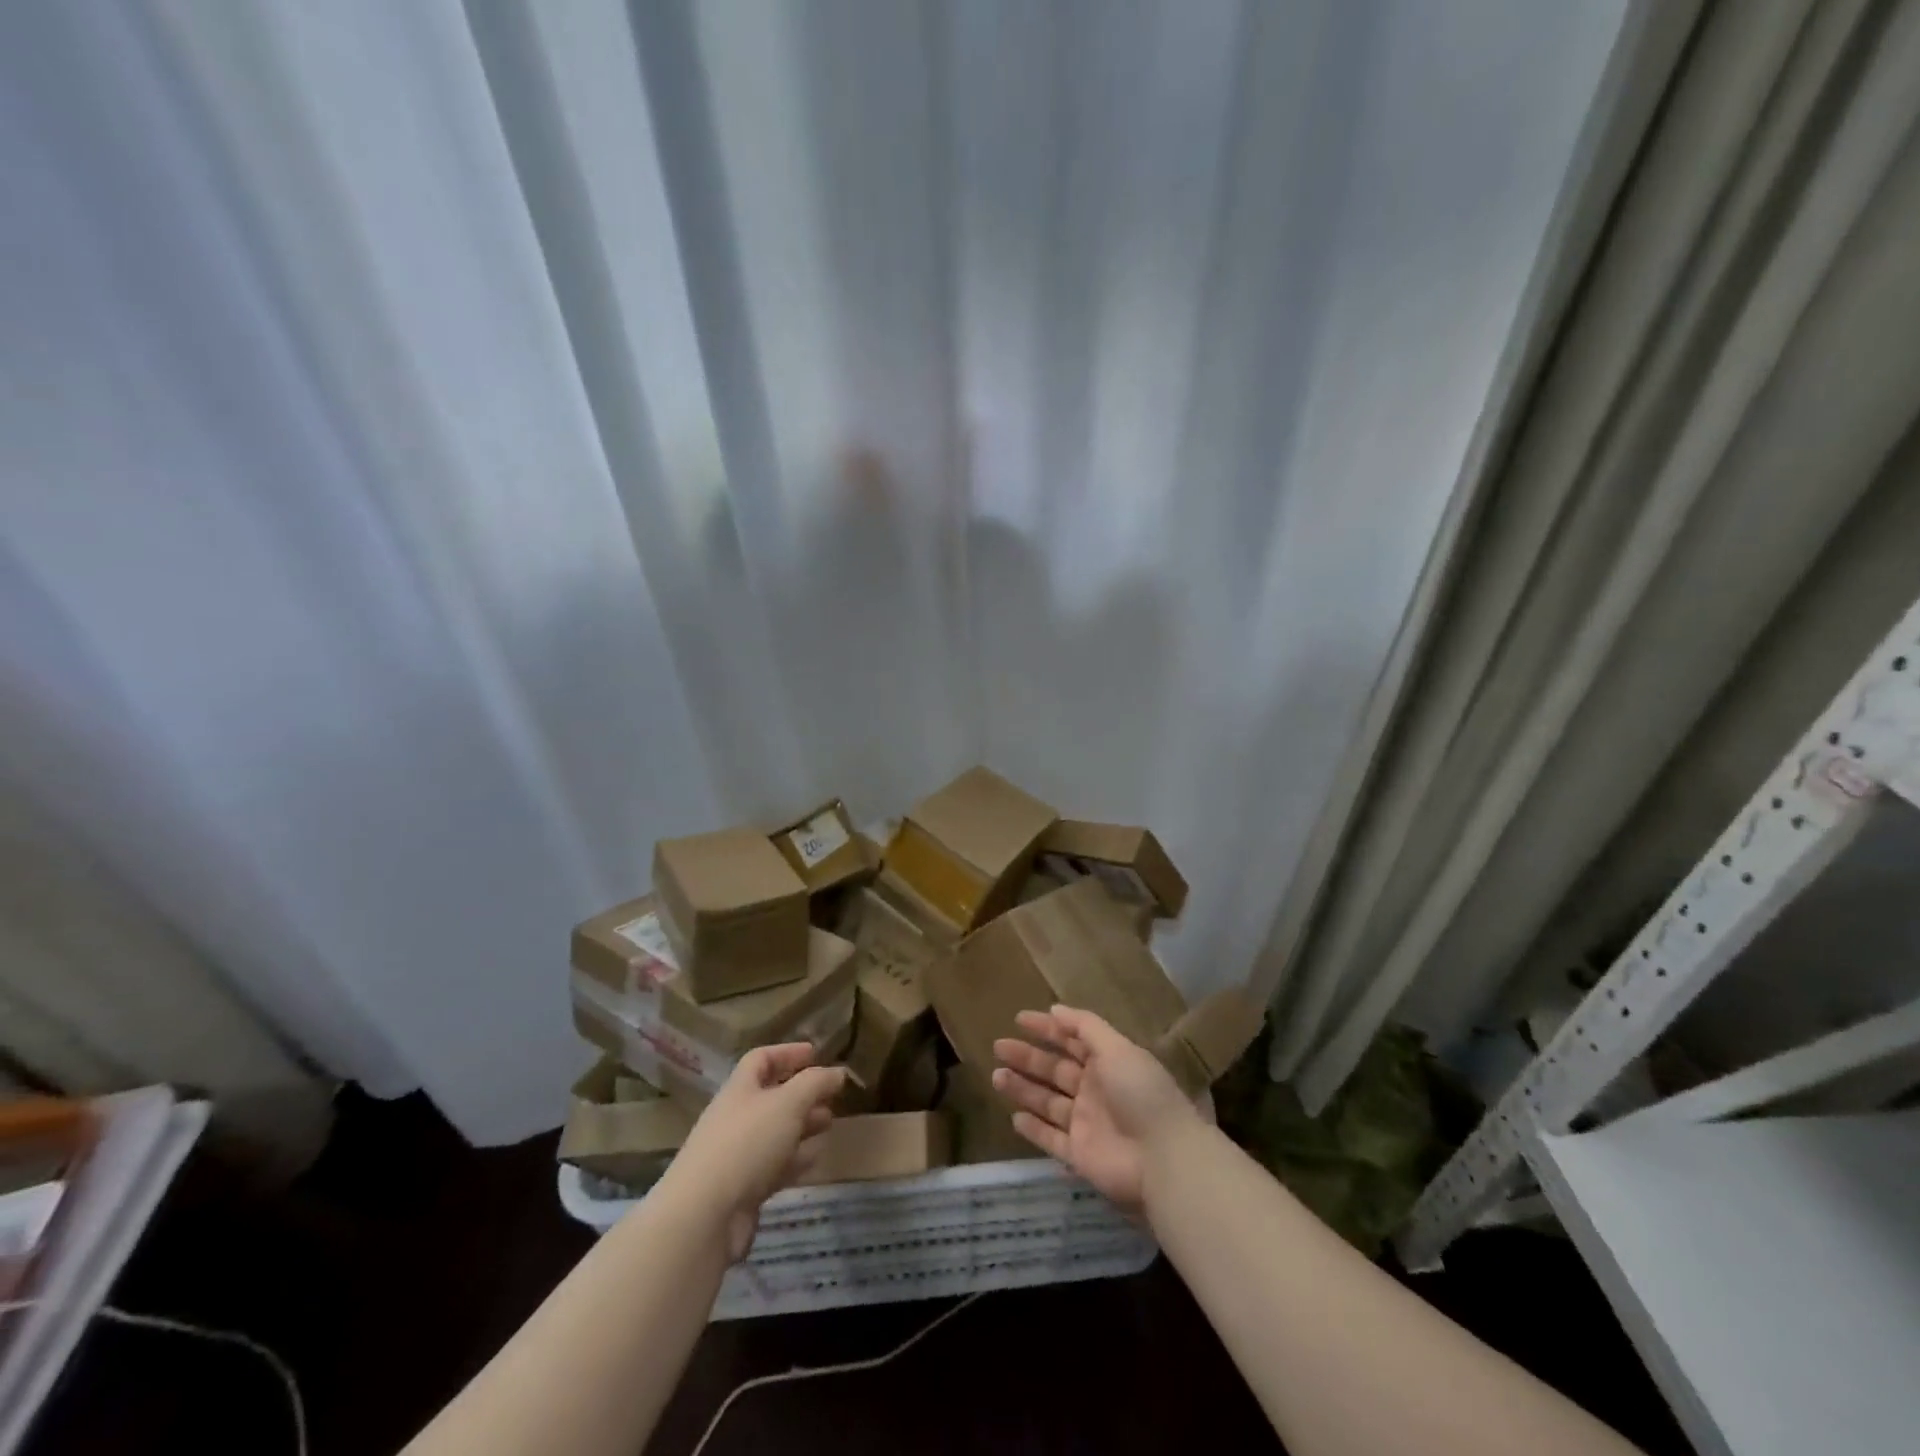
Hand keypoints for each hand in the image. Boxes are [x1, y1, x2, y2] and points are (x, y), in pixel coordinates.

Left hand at [655, 1044, 844, 1261]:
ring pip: (775, 1132)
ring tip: (829, 1124)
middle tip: (831, 1096)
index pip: (761, 1059)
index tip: (815, 1054)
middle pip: (771, 1097)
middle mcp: (736, 1117)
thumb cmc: (747, 1143)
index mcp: (740, 1089)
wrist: (704, 1216)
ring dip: (802, 1126)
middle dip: (802, 1094)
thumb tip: (838, 1072)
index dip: (788, 1053)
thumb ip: (815, 1083)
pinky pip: (774, 1166)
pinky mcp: (743, 1189)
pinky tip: (815, 1159)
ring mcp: (737, 1155)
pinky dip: (796, 1160)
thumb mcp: (788, 1103)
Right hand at [993, 1005, 1199, 1213]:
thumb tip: (1055, 1008)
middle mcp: (1095, 1090)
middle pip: (1055, 1070)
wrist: (1163, 1158)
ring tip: (996, 1076)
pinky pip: (1051, 1139)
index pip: (1072, 1040)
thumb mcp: (1117, 1048)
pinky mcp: (1080, 1155)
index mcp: (1107, 1063)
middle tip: (998, 1046)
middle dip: (1027, 1057)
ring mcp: (1086, 1123)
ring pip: (1048, 1102)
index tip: (1019, 1019)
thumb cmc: (1140, 1093)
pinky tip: (1014, 1117)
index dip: (1047, 1028)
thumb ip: (1085, 1027)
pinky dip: (1034, 1129)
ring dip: (1023, 1089)